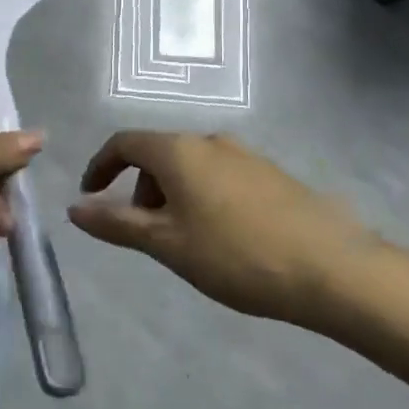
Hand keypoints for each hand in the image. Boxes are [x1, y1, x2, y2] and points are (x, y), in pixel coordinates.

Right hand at [68, 131, 378, 325]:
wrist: (333, 268)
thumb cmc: (236, 255)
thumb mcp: (167, 244)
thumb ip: (117, 223)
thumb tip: (74, 209)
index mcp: (178, 151)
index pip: (123, 142)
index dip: (100, 167)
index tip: (90, 197)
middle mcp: (210, 140)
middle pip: (158, 153)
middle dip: (139, 188)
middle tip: (143, 232)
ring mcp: (246, 154)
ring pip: (191, 165)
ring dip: (172, 194)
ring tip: (184, 240)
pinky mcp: (272, 173)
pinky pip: (220, 175)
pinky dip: (202, 196)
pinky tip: (223, 236)